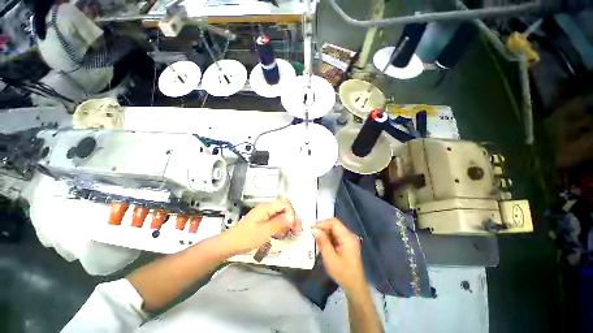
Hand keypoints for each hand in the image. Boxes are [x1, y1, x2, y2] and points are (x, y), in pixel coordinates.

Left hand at [226, 199, 301, 253]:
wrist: (230, 244)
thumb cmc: (246, 238)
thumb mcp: (264, 232)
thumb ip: (279, 223)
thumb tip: (292, 217)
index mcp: (266, 207)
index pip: (285, 204)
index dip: (291, 213)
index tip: (292, 226)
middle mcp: (266, 208)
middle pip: (284, 208)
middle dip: (291, 218)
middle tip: (294, 231)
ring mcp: (264, 214)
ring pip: (281, 214)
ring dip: (286, 223)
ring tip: (286, 234)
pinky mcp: (263, 220)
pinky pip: (275, 220)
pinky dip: (280, 226)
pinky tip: (279, 234)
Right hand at [312, 218, 365, 293]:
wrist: (355, 287)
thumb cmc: (343, 273)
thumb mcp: (330, 258)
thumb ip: (322, 242)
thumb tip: (315, 229)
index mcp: (348, 237)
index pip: (334, 223)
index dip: (322, 223)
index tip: (312, 229)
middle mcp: (349, 235)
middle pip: (334, 225)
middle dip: (323, 228)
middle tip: (313, 235)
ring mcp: (349, 239)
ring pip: (334, 230)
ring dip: (325, 233)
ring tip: (316, 240)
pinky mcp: (347, 244)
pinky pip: (336, 236)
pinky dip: (328, 238)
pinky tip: (323, 244)